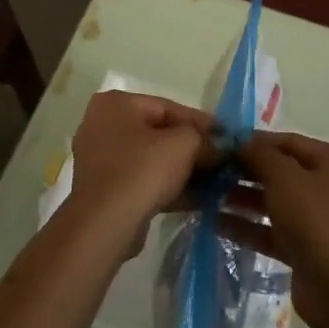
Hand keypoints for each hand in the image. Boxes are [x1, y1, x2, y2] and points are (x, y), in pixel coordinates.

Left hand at [61, 92, 214, 254]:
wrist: (106, 223)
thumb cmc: (142, 170)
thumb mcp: (183, 144)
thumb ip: (205, 139)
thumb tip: (220, 146)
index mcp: (116, 103)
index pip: (167, 107)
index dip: (201, 122)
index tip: (227, 137)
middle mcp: (103, 125)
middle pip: (159, 133)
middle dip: (193, 148)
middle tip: (222, 161)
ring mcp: (101, 159)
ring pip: (152, 159)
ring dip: (184, 170)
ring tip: (216, 182)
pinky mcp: (106, 190)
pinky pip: (144, 181)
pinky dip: (169, 187)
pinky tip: (200, 199)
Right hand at [229, 132, 328, 327]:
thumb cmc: (315, 219)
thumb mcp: (284, 177)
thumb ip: (260, 154)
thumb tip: (241, 144)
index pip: (290, 142)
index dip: (256, 142)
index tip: (224, 145)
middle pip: (284, 173)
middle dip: (247, 173)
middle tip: (213, 172)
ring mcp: (324, 221)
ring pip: (277, 202)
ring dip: (244, 199)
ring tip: (209, 196)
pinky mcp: (310, 250)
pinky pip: (276, 231)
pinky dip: (251, 226)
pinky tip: (217, 223)